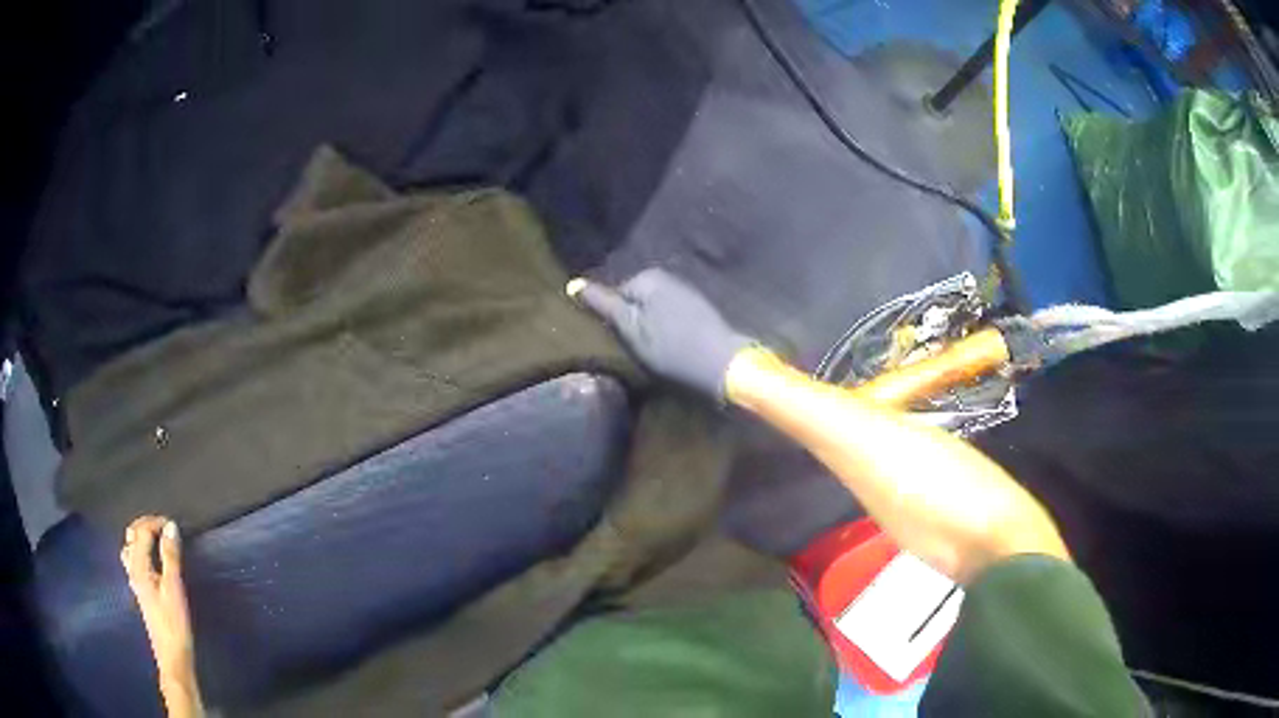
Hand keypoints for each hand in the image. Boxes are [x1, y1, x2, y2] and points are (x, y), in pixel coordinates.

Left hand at [122, 516, 201, 713]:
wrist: (173, 655)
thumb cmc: (174, 623)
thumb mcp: (174, 588)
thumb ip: (171, 556)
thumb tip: (171, 527)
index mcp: (139, 566)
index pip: (142, 532)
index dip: (156, 523)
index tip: (174, 525)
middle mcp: (133, 569)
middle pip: (132, 536)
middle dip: (146, 526)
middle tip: (165, 528)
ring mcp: (136, 581)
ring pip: (131, 548)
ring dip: (141, 538)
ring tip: (157, 539)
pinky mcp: (141, 591)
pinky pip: (135, 561)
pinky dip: (141, 552)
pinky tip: (151, 560)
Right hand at [569, 268, 753, 398]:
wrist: (721, 363)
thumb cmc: (670, 348)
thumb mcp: (629, 329)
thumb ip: (603, 305)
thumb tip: (572, 284)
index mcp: (647, 277)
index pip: (614, 297)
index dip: (614, 322)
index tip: (623, 343)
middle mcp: (667, 277)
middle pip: (635, 302)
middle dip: (634, 322)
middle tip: (641, 349)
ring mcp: (685, 291)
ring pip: (653, 310)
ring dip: (652, 328)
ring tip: (658, 351)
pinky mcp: (700, 309)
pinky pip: (671, 317)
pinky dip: (669, 331)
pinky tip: (675, 348)